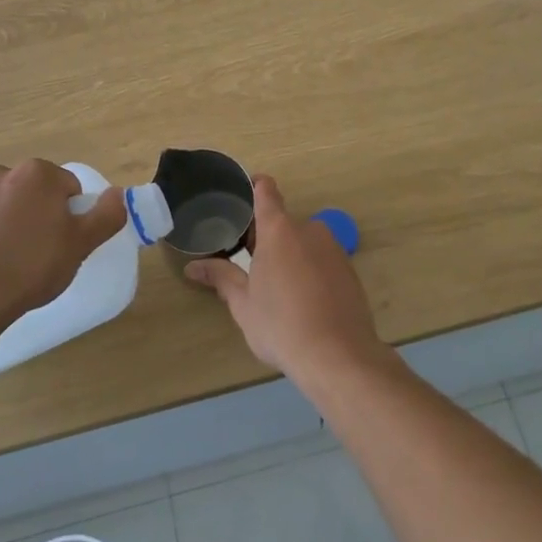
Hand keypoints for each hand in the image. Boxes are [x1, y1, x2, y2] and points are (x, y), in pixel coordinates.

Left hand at [0, 161, 127, 326]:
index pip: (69, 189)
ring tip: (14, 264)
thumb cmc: (31, 267)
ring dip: (15, 226)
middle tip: (43, 255)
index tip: (65, 244)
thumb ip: (106, 215)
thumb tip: (119, 194)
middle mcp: (4, 173)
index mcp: (38, 173)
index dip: (72, 217)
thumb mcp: (81, 244)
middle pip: (37, 194)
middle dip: (43, 218)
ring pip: (9, 208)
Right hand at [187, 176, 386, 385]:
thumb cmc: (281, 325)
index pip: (265, 190)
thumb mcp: (243, 304)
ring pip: (302, 242)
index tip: (238, 195)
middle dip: (265, 237)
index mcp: (279, 230)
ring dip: (288, 254)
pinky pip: (321, 259)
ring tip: (274, 286)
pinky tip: (302, 299)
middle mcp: (309, 229)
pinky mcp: (349, 269)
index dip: (252, 186)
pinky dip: (309, 269)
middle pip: (282, 221)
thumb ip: (220, 277)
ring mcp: (333, 248)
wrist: (339, 356)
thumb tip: (192, 266)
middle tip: (247, 261)